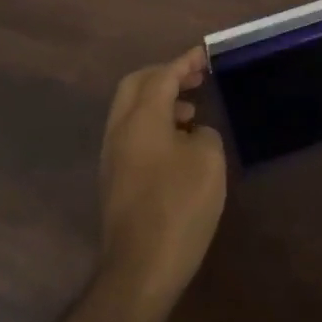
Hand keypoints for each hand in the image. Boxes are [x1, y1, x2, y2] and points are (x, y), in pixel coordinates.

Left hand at [96, 47, 226, 307]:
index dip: (184, 62)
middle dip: (165, 76)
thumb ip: (204, 134)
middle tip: (195, 78)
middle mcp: (119, 130)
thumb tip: (193, 133)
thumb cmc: (179, 206)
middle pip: (136, 86)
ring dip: (160, 102)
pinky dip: (155, 125)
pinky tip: (180, 144)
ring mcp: (113, 156)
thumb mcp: (208, 161)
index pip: (161, 76)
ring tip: (192, 111)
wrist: (141, 267)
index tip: (204, 54)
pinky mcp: (115, 179)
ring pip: (132, 111)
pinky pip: (133, 135)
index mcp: (141, 118)